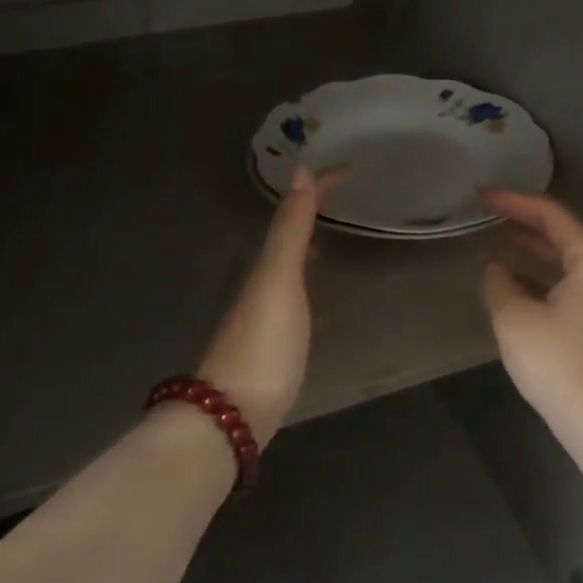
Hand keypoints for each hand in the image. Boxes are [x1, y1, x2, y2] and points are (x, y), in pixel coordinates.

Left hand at [196, 166, 341, 446]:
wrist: (233, 415)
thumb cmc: (262, 343)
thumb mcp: (278, 280)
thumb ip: (289, 229)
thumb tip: (299, 170)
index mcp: (264, 264)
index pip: (293, 212)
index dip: (318, 187)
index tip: (349, 167)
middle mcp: (260, 282)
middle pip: (287, 234)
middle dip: (311, 210)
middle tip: (344, 194)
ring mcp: (264, 313)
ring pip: (287, 263)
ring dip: (307, 241)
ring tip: (333, 230)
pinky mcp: (273, 342)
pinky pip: (294, 292)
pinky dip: (306, 277)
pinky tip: (317, 291)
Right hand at [479, 191, 582, 449]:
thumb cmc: (560, 366)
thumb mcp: (515, 319)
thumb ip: (498, 282)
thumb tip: (493, 266)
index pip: (552, 215)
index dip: (514, 202)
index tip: (481, 197)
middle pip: (562, 235)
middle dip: (522, 223)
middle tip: (484, 215)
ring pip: (565, 262)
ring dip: (530, 251)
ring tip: (493, 243)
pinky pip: (568, 286)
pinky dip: (540, 278)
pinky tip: (512, 284)